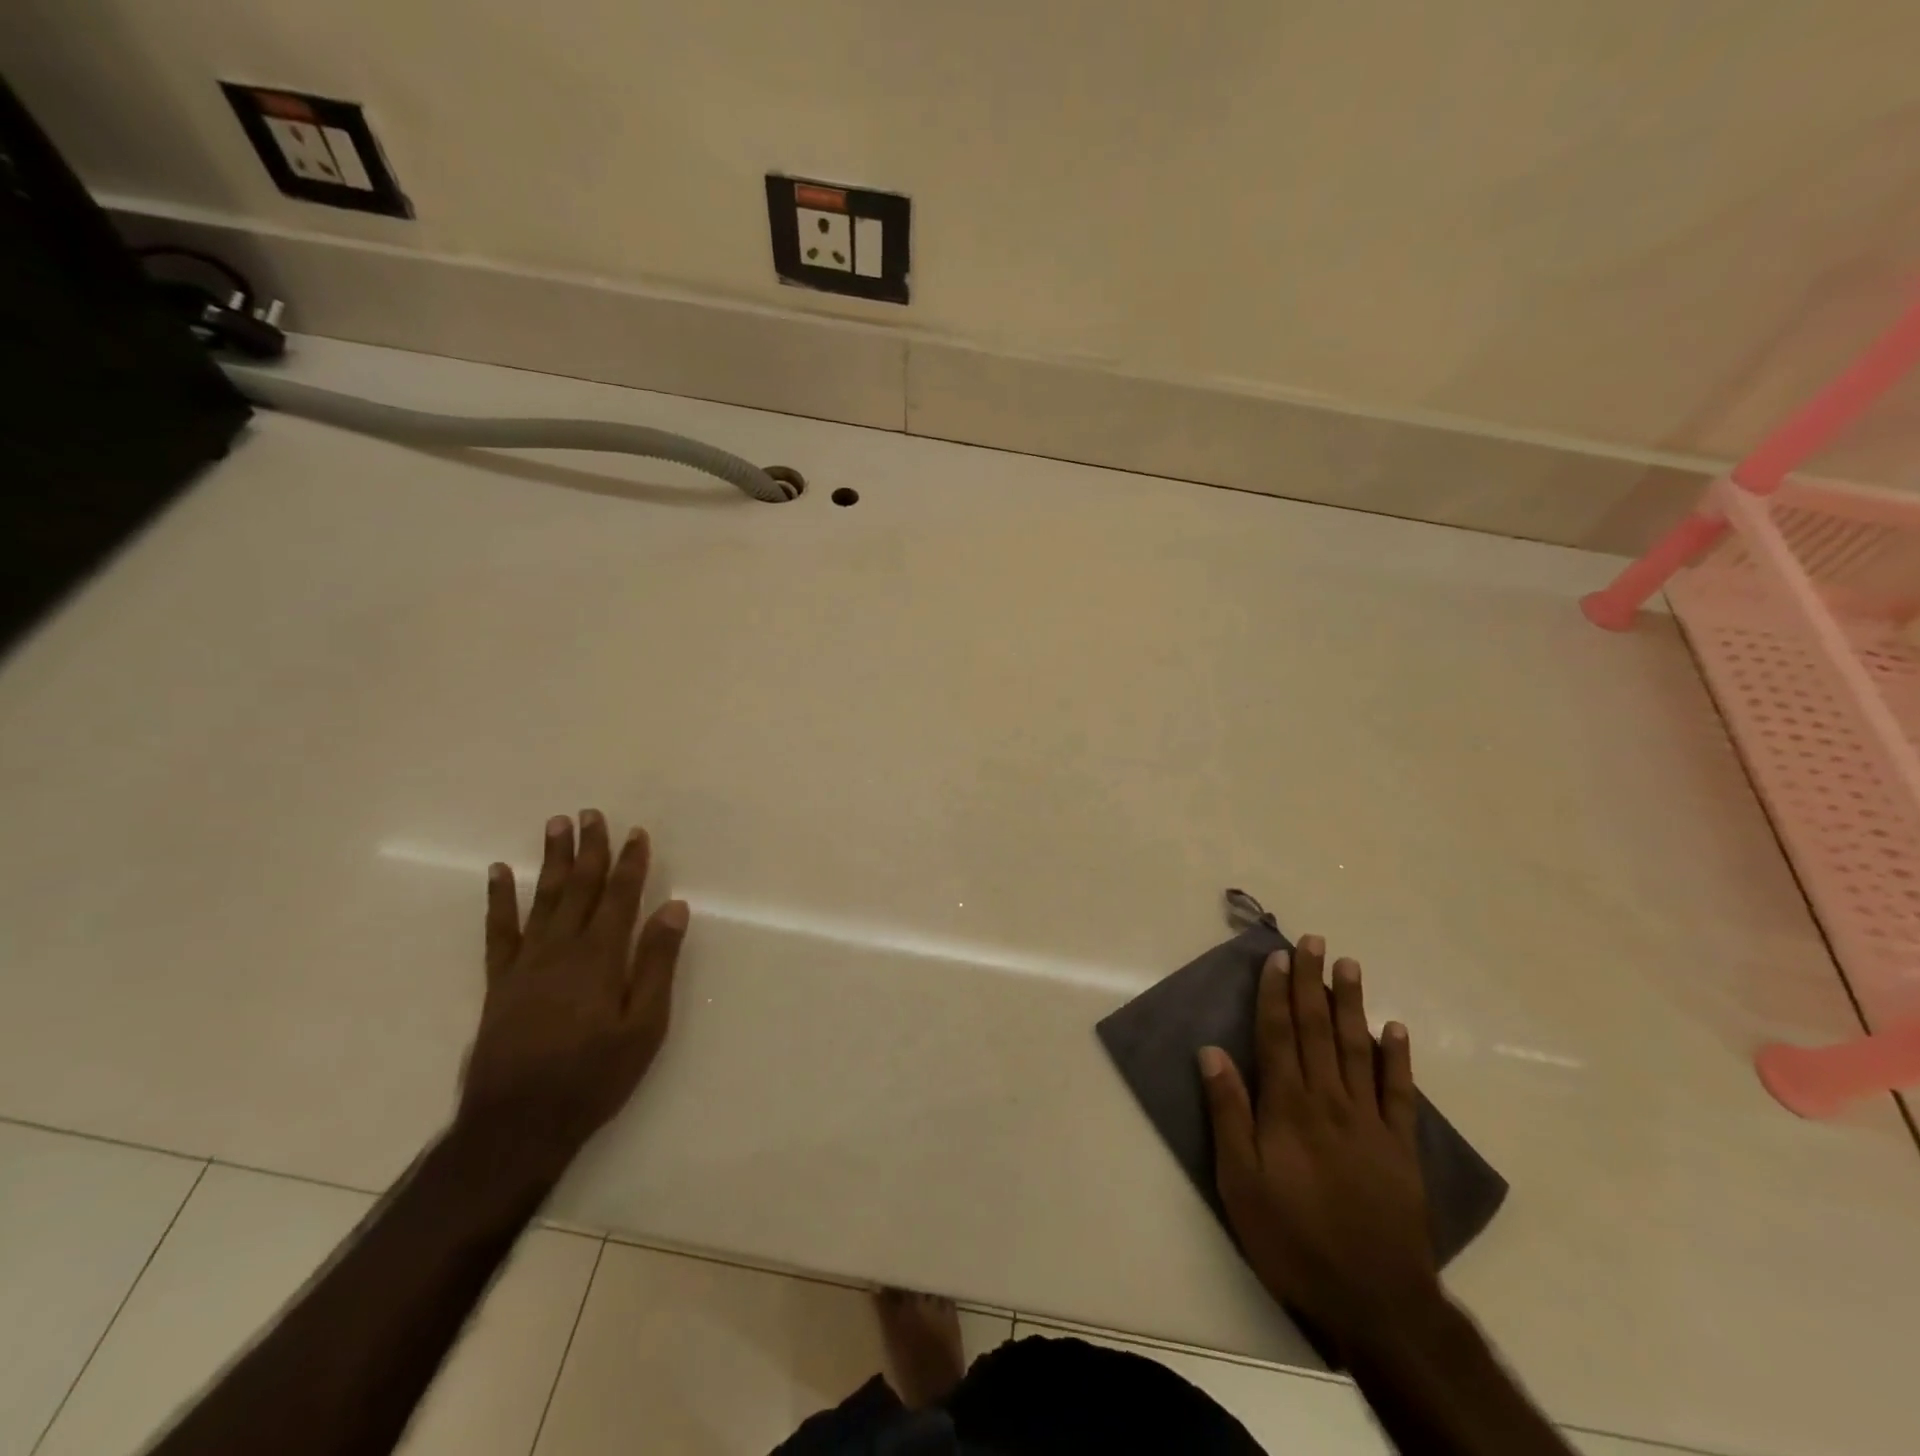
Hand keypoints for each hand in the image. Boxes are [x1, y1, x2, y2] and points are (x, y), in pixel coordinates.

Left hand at [459, 811, 689, 1175]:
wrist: (517, 1125)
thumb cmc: (594, 1077)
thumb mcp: (644, 1026)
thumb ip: (657, 963)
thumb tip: (673, 907)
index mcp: (601, 958)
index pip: (620, 897)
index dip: (630, 863)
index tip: (635, 832)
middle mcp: (562, 949)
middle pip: (579, 887)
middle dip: (589, 849)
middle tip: (590, 813)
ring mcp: (525, 963)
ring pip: (542, 899)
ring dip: (551, 860)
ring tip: (555, 825)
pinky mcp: (499, 982)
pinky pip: (499, 931)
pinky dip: (499, 900)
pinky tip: (500, 873)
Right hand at [1199, 936, 1438, 1355]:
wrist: (1375, 1301)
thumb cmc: (1293, 1238)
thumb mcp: (1239, 1181)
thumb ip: (1228, 1113)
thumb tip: (1212, 1051)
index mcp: (1288, 1107)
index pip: (1279, 1035)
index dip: (1275, 993)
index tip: (1277, 957)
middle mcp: (1329, 1101)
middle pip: (1318, 1029)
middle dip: (1312, 982)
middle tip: (1314, 941)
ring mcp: (1370, 1121)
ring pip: (1358, 1048)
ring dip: (1352, 1003)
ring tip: (1349, 965)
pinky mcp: (1401, 1147)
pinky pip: (1399, 1092)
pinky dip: (1397, 1057)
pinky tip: (1395, 1028)